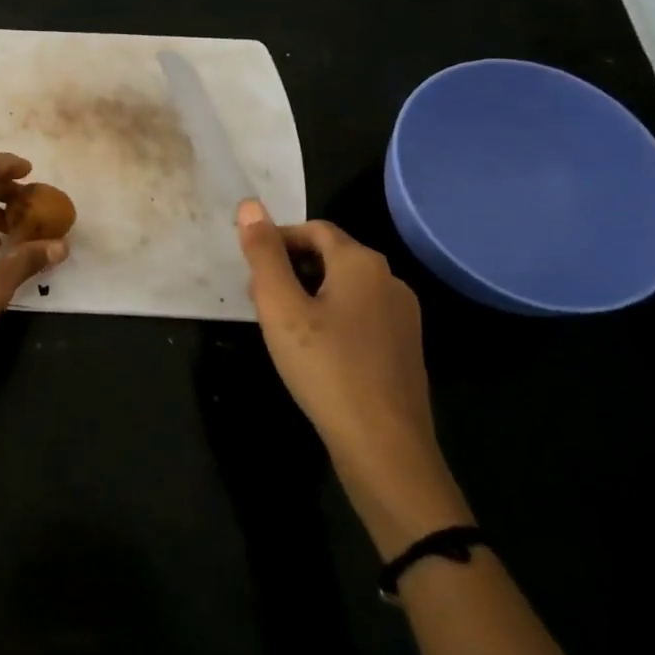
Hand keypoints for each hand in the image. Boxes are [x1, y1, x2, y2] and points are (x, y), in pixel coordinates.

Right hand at [236, 200, 469, 556]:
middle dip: (291, 267)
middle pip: (332, 255)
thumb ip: (264, 255)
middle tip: (259, 298)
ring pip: (346, 287)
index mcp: (362, 263)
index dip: (277, 240)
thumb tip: (250, 205)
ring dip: (310, 293)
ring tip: (281, 325)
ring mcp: (403, 316)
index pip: (313, 229)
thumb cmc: (326, 369)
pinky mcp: (405, 348)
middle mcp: (390, 280)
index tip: (250, 267)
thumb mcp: (281, 308)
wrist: (386, 449)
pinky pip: (361, 315)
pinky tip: (315, 351)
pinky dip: (332, 317)